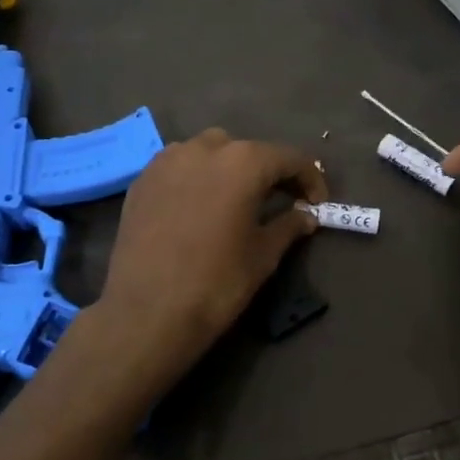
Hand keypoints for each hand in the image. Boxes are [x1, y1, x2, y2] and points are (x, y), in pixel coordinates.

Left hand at [96, 128, 329, 377]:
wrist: (146, 311)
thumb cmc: (216, 282)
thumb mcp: (262, 256)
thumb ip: (288, 226)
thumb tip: (306, 215)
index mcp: (243, 162)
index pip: (288, 158)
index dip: (310, 178)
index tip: (317, 203)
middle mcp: (204, 148)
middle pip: (246, 151)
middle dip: (267, 172)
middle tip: (280, 201)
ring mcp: (167, 161)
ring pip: (208, 152)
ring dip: (228, 169)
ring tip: (236, 200)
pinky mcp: (142, 180)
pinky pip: (179, 167)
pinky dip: (196, 178)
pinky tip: (199, 207)